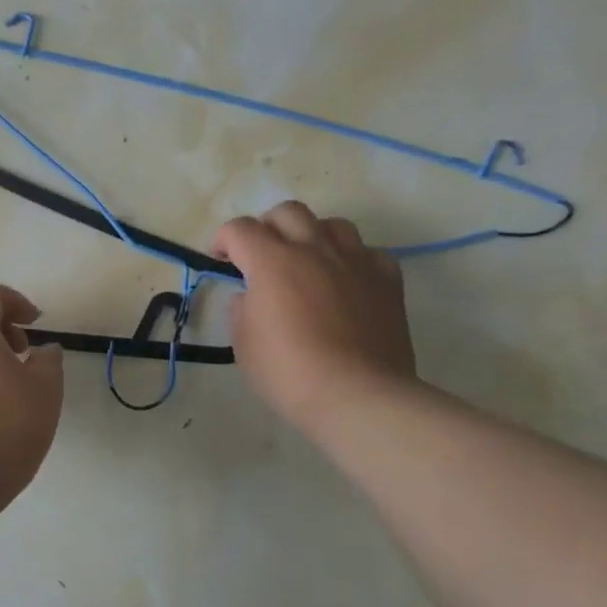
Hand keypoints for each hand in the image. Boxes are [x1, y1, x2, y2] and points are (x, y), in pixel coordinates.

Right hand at [210, 202, 416, 434]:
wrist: (357, 394)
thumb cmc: (288, 372)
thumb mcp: (244, 344)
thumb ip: (242, 310)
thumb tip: (250, 296)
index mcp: (272, 262)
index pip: (240, 229)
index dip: (223, 239)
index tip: (219, 258)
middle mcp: (314, 249)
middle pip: (287, 212)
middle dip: (267, 227)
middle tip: (261, 255)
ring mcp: (355, 260)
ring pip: (332, 224)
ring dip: (312, 235)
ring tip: (306, 261)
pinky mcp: (386, 278)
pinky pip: (368, 252)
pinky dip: (351, 260)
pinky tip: (346, 282)